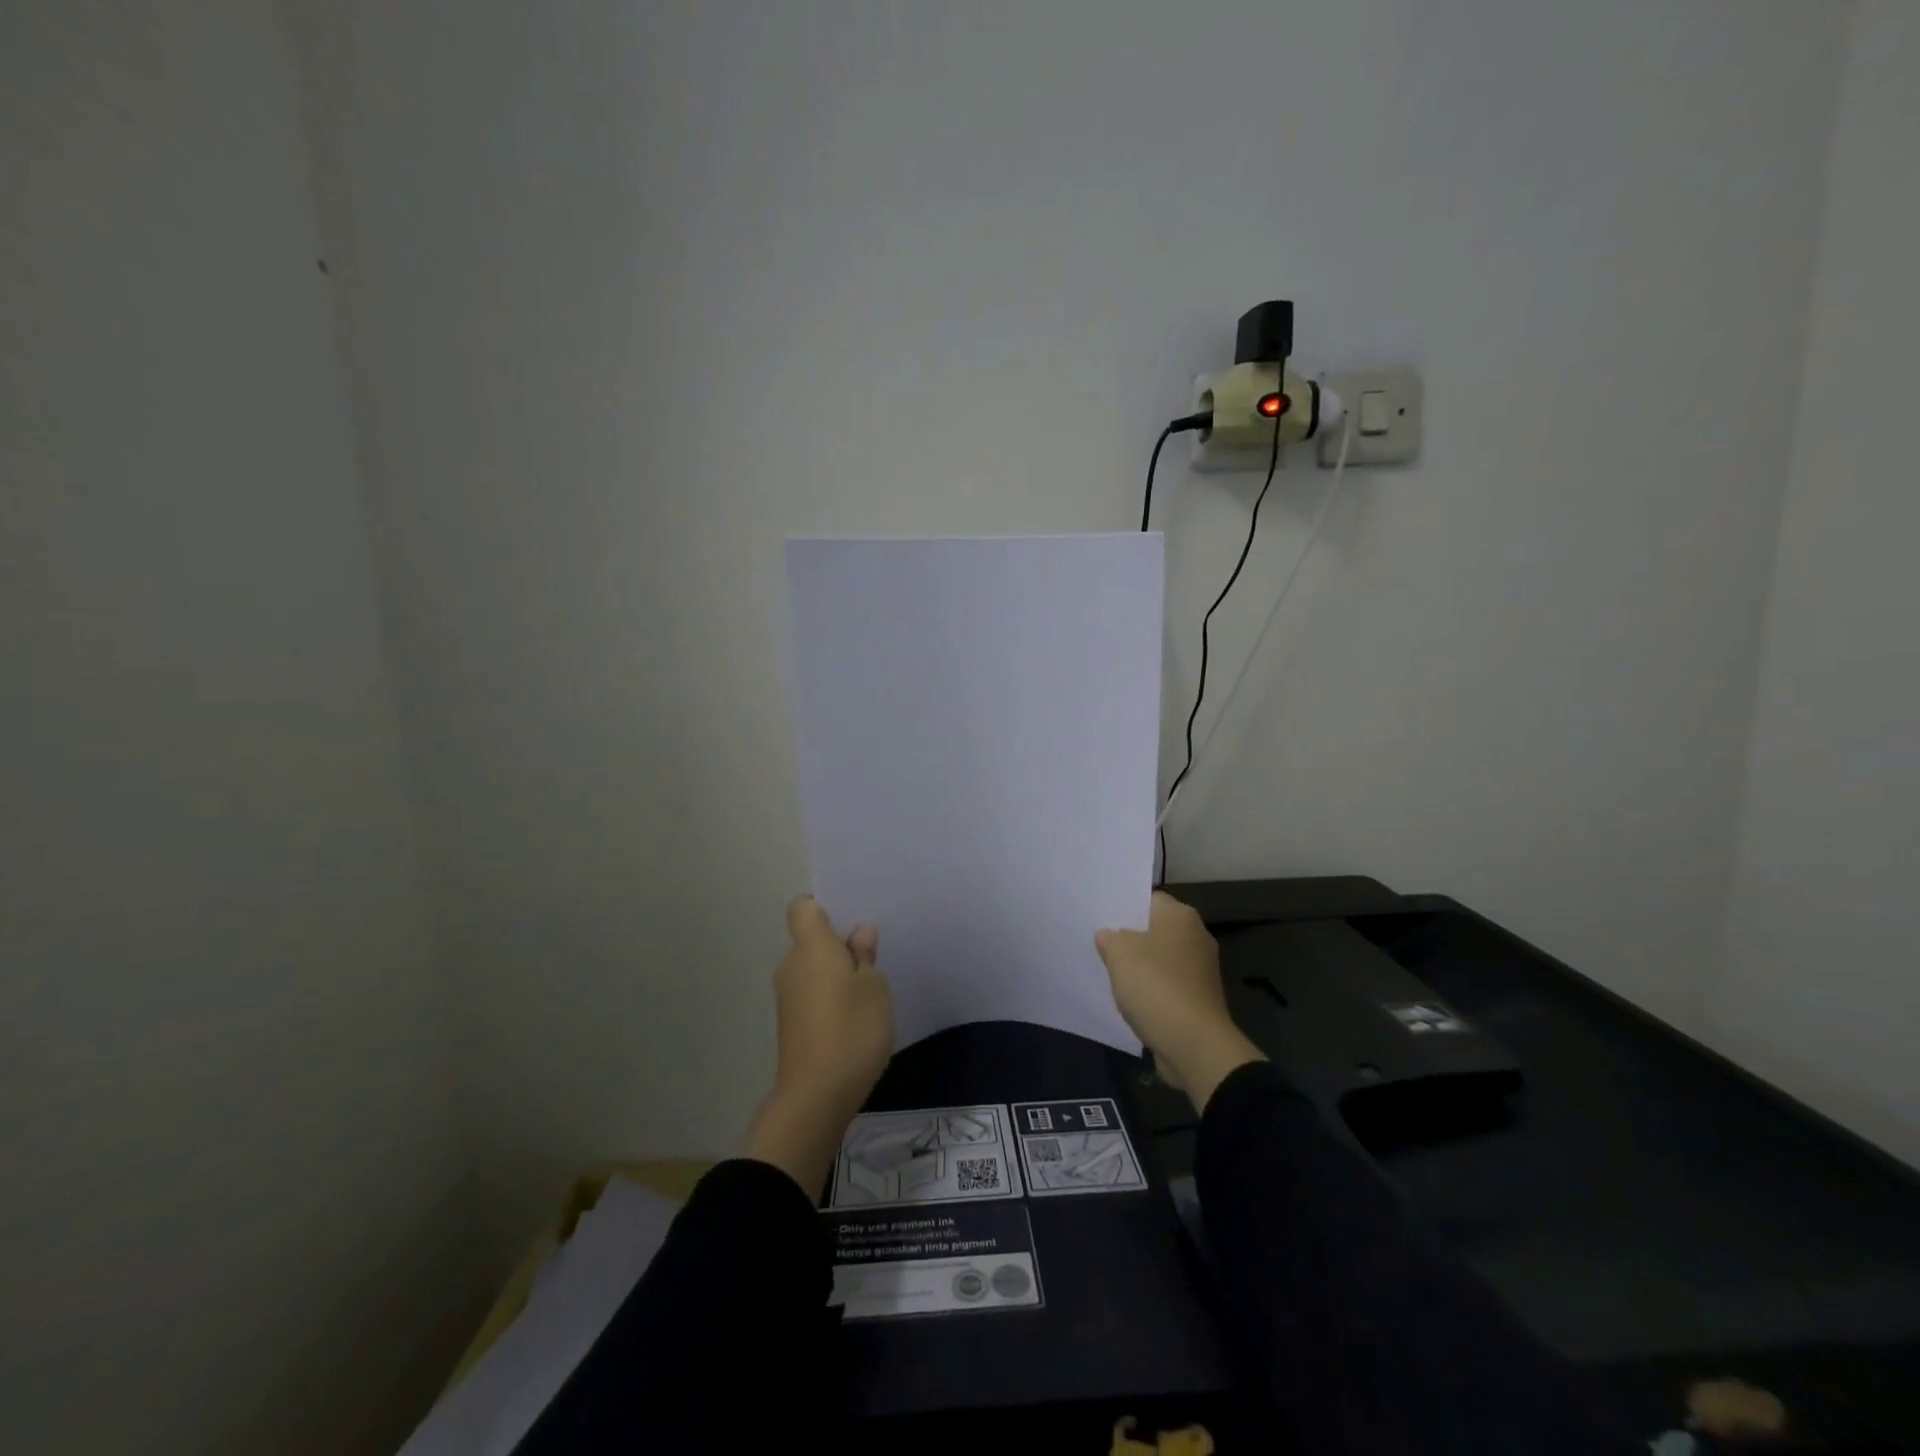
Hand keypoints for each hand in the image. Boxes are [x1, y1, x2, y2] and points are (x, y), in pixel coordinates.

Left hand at [744, 897, 893, 1194]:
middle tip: (872, 956)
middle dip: (838, 944)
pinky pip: (810, 994)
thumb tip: (858, 934)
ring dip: (835, 974)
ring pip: (812, 969)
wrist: (815, 1097)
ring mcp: (787, 997)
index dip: (824, 907)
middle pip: (810, 940)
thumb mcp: (875, 988)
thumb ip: (865, 956)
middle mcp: (791, 966)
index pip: (803, 907)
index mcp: (811, 948)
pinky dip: (829, 997)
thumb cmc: (852, 1031)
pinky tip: (854, 1017)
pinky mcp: (790, 1024)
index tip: (850, 920)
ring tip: (868, 990)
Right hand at [1097, 891, 1263, 1111]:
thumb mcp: (1118, 952)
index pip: (1148, 899)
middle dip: (1131, 937)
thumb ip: (1109, 937)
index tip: (1101, 918)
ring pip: (1161, 958)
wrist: (1194, 1044)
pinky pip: (1168, 983)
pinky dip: (1152, 988)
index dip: (1124, 907)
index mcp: (1180, 915)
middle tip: (1101, 944)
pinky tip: (1131, 997)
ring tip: (1111, 972)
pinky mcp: (1200, 997)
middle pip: (1155, 929)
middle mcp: (1197, 935)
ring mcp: (1202, 969)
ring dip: (1141, 965)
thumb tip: (1109, 936)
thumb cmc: (1155, 985)